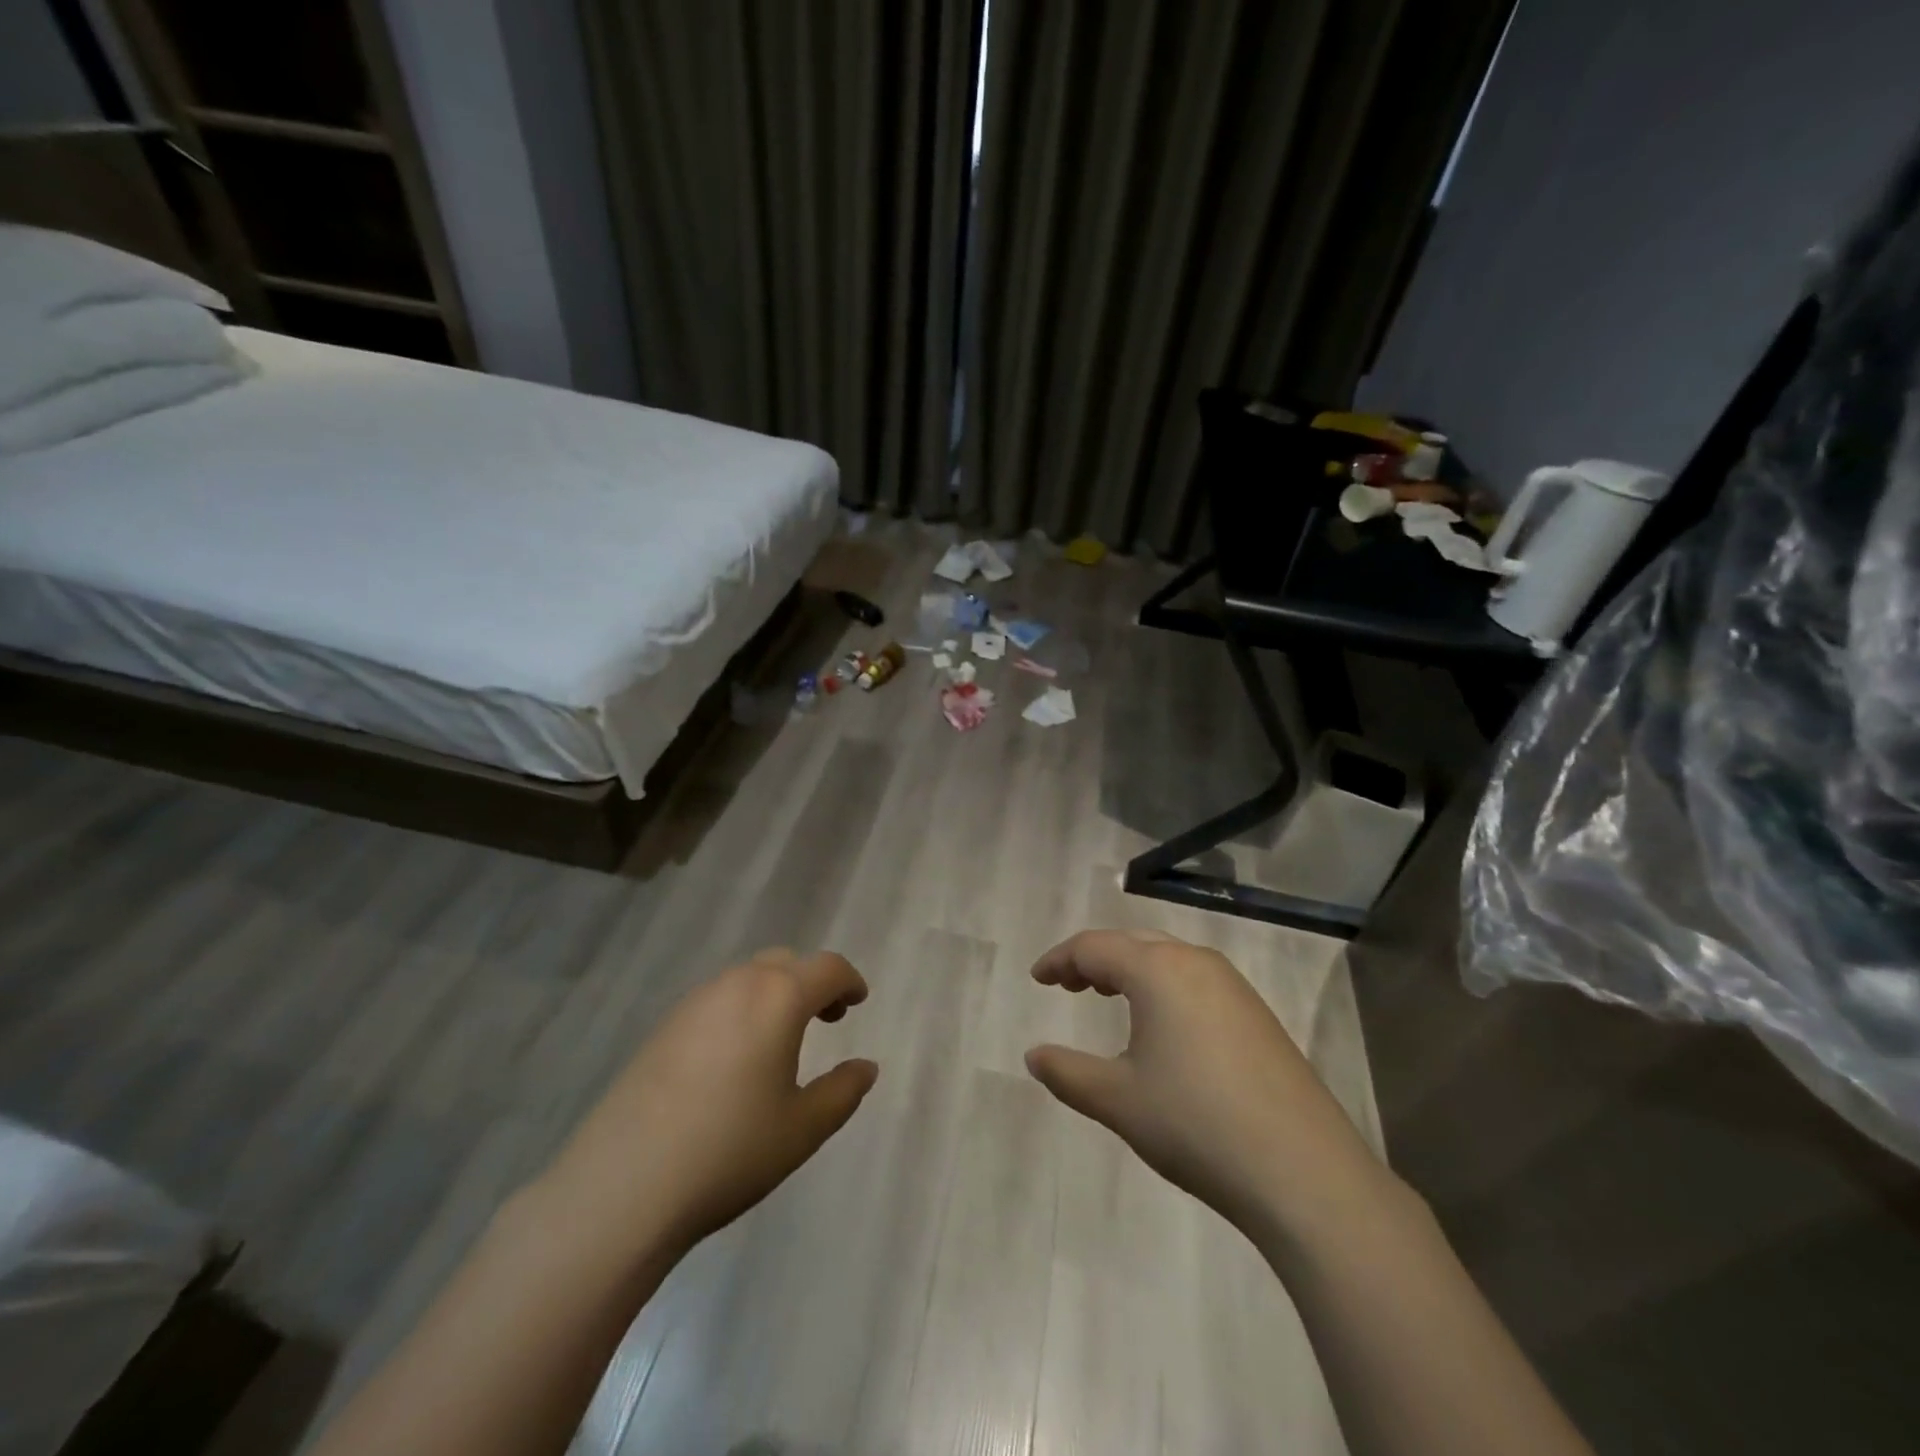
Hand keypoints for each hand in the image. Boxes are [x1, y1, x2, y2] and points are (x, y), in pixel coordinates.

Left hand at [537, 948, 878, 1263]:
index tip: (858, 1002)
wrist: (622, 1185)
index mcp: (778, 998)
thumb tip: (865, 1067)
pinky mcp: (663, 1027)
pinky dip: (741, 1010)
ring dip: (775, 994)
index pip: (826, 968)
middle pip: (785, 963)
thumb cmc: (730, 1151)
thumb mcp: (803, 1128)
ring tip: (781, 1041)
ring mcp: (693, 1003)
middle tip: (827, 1019)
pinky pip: (717, 1000)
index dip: (849, 981)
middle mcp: (736, 985)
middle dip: (812, 983)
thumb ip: (843, 1091)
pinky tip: (734, 1059)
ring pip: (747, 979)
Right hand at [1025, 929, 1386, 1243]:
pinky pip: (1196, 979)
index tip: (1037, 979)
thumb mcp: (1117, 1100)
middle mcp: (1196, 962)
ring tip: (1108, 997)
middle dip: (1094, 959)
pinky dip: (1164, 986)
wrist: (1303, 1172)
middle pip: (1132, 942)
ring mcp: (1233, 986)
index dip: (1060, 960)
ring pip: (1168, 957)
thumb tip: (1034, 1055)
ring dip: (1131, 969)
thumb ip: (1067, 1073)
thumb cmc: (1195, 1124)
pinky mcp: (1257, 1014)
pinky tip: (1164, 1026)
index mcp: (1157, 969)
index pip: (1094, 947)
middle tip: (1068, 985)